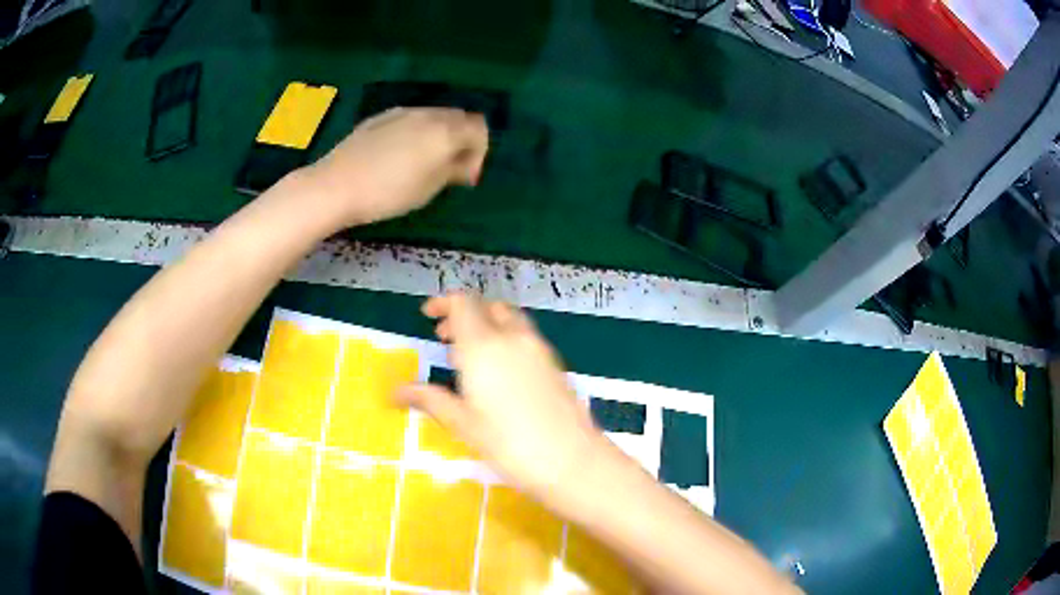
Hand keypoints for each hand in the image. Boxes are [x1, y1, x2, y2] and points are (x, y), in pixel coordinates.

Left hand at [303, 108, 488, 226]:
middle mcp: (427, 114)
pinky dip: (417, 132)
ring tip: (424, 161)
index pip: (479, 129)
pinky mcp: (381, 117)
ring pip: (433, 116)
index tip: (466, 177)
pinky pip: (410, 119)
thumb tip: (465, 164)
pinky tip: (399, 154)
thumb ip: (453, 170)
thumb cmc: (388, 192)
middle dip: (461, 140)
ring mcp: (402, 112)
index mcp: (445, 131)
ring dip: (439, 134)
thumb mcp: (429, 188)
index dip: (479, 152)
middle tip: (450, 168)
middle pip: (458, 117)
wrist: (336, 185)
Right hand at [397, 293, 609, 505]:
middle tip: (444, 337)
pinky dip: (506, 337)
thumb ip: (429, 399)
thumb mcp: (463, 423)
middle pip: (486, 306)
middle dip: (463, 314)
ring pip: (509, 318)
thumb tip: (395, 392)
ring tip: (469, 354)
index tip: (428, 316)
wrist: (572, 460)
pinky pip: (525, 335)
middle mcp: (512, 337)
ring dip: (486, 323)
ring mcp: (538, 348)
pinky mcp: (554, 362)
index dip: (443, 303)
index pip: (463, 303)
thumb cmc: (509, 444)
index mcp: (484, 346)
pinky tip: (499, 371)